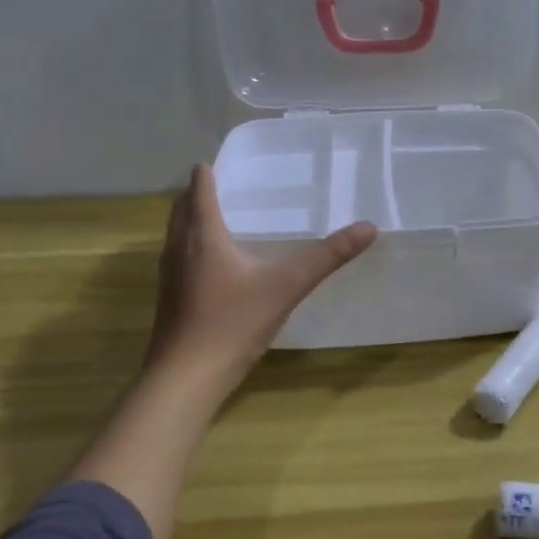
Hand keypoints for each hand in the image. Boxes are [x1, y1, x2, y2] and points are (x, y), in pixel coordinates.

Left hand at [142, 164, 377, 404]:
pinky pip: (179, 257)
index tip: (227, 161)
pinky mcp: (170, 298)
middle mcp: (179, 247)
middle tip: (232, 186)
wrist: (186, 377)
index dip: (209, 171)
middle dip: (200, 192)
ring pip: (177, 233)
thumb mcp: (287, 286)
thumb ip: (328, 256)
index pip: (199, 188)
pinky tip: (219, 266)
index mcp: (203, 235)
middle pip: (182, 207)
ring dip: (194, 219)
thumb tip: (369, 227)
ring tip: (225, 218)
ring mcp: (169, 275)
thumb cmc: (232, 323)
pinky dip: (194, 246)